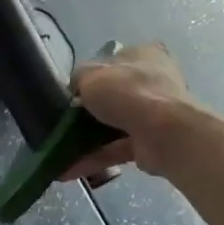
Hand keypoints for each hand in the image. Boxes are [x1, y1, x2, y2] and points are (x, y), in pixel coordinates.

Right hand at [61, 42, 197, 182]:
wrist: (162, 132)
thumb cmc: (127, 91)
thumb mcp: (90, 74)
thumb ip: (79, 79)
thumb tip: (77, 89)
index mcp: (144, 55)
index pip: (115, 61)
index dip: (93, 75)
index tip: (74, 91)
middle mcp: (153, 81)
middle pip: (115, 96)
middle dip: (90, 112)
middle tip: (64, 122)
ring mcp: (155, 114)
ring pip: (115, 125)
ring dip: (88, 140)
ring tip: (60, 151)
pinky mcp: (151, 143)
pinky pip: (117, 149)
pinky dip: (95, 158)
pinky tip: (70, 170)